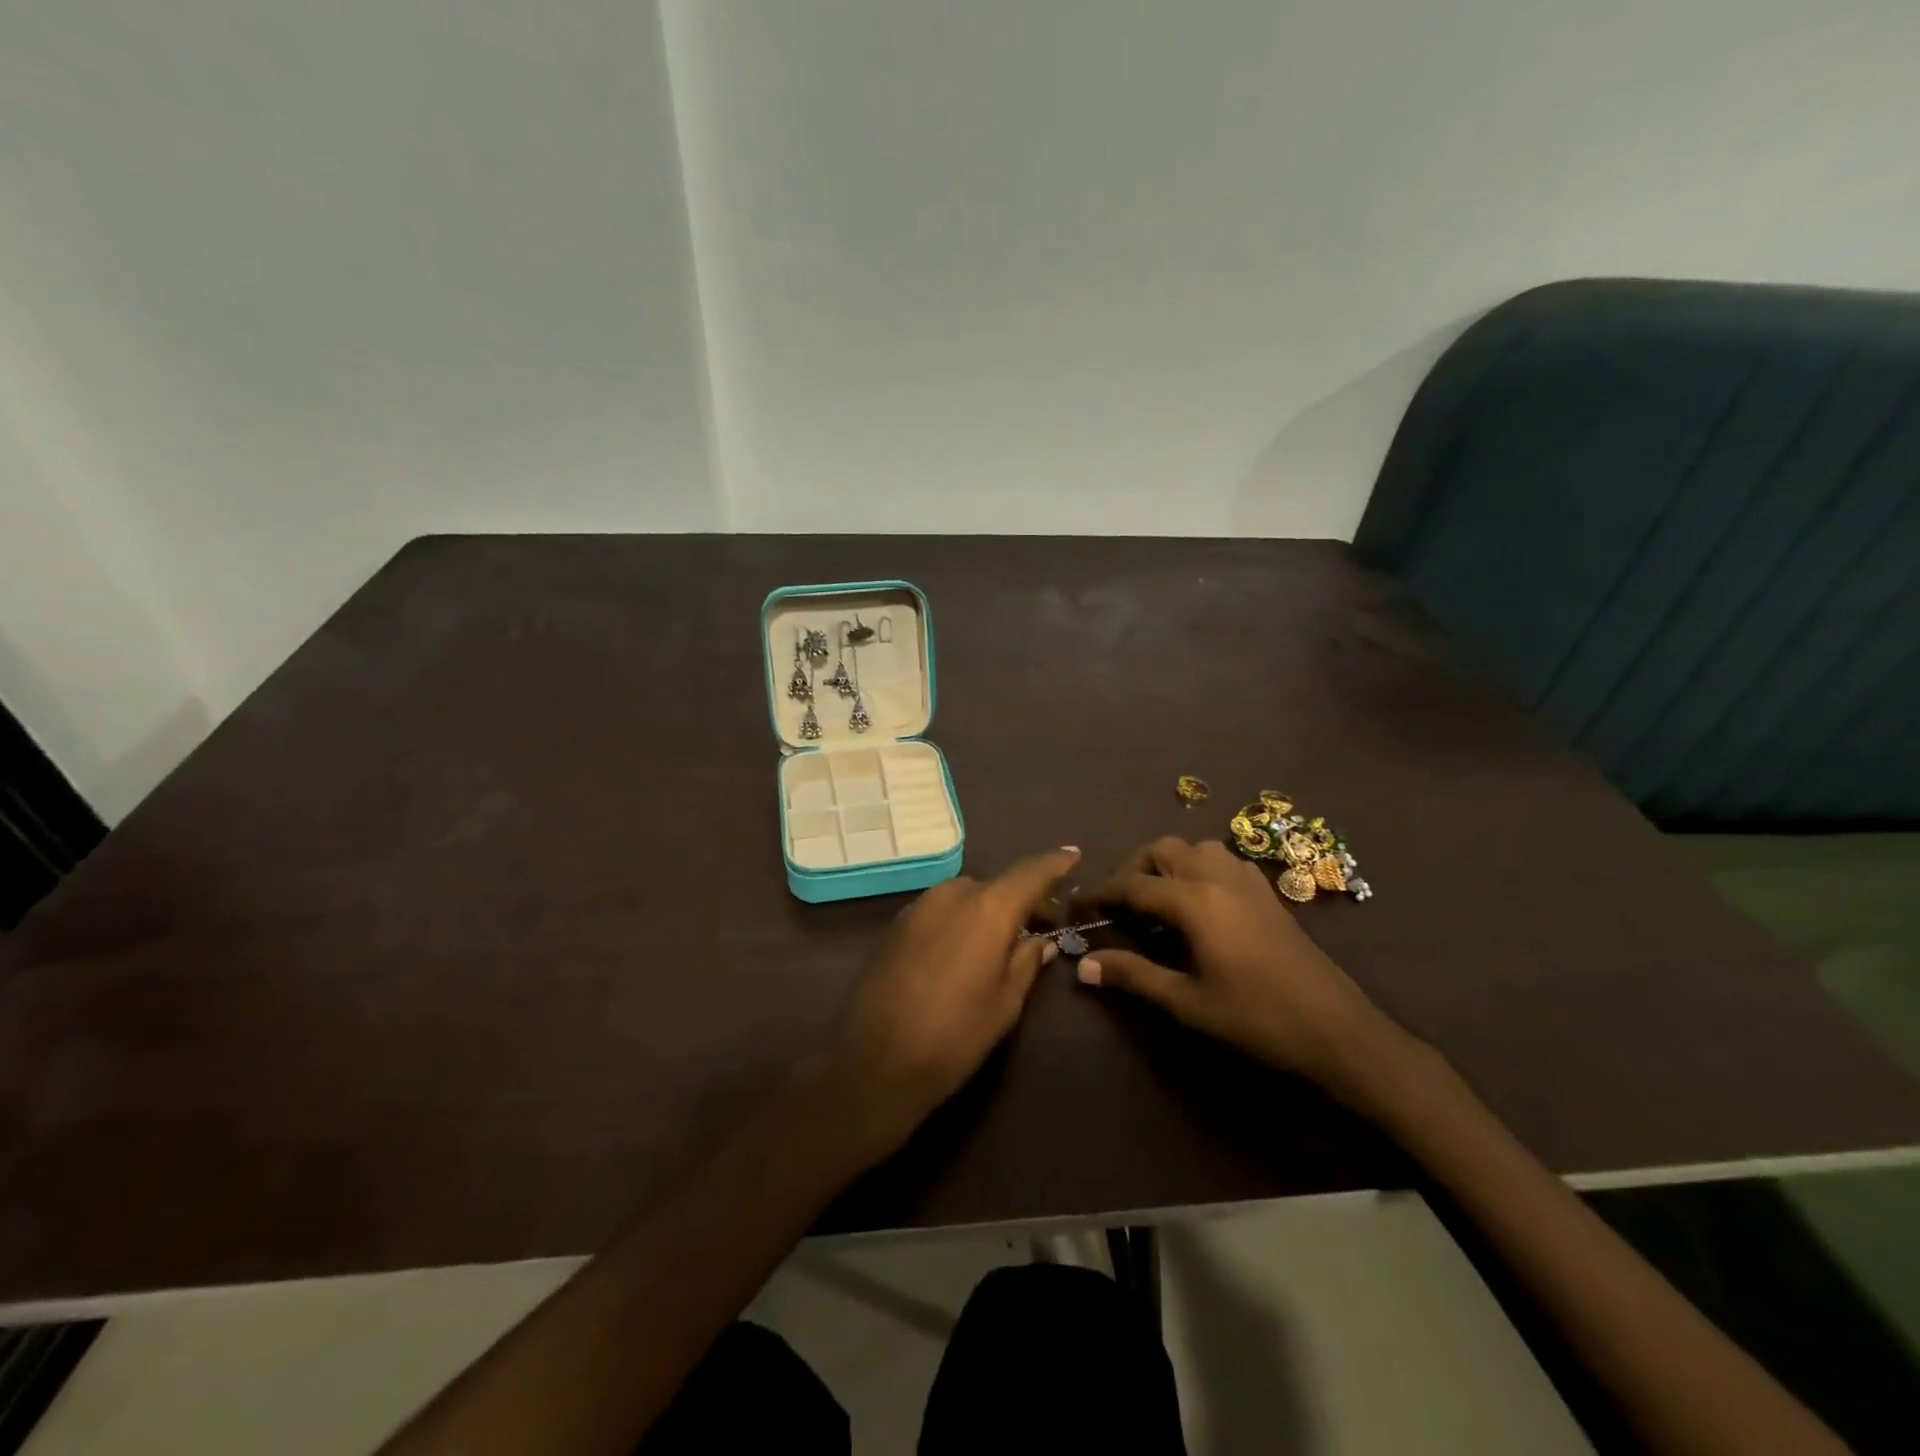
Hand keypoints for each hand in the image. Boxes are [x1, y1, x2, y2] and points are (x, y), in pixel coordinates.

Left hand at [812, 847, 1081, 1158]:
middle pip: (997, 886)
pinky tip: (965, 949)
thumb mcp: (1005, 1002)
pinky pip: (941, 911)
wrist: (875, 1060)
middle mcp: (952, 894)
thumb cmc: (955, 1035)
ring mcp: (919, 906)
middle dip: (1021, 900)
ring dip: (988, 910)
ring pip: (966, 897)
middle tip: (1043, 924)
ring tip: (1003, 941)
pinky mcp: (897, 925)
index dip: (1054, 863)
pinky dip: (961, 919)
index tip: (1073, 855)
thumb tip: (1040, 940)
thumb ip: (1026, 961)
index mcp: (987, 907)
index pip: (1030, 873)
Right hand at [1080, 838, 1394, 1091]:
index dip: (1099, 895)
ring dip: (1168, 864)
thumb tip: (1084, 967)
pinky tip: (1199, 904)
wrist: (1335, 1027)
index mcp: (1194, 900)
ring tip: (1157, 901)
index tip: (1076, 908)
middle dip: (1133, 870)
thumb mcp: (1187, 1002)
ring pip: (1194, 848)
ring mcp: (1246, 880)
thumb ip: (1133, 976)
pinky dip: (1198, 868)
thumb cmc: (1255, 1017)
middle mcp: (1216, 876)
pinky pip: (1221, 860)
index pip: (1131, 885)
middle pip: (1162, 850)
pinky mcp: (1266, 891)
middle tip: (1119, 906)